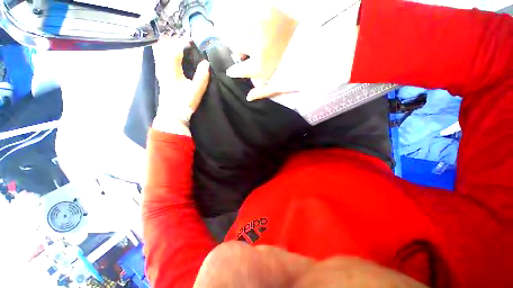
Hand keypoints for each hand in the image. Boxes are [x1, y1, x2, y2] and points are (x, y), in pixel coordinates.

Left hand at [152, 37, 209, 135]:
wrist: (172, 115)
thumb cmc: (184, 103)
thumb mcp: (196, 90)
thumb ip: (202, 76)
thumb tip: (206, 63)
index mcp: (173, 71)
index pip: (176, 51)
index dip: (182, 43)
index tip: (190, 40)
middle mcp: (164, 69)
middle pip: (164, 50)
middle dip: (171, 42)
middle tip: (179, 38)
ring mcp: (161, 74)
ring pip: (159, 55)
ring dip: (165, 47)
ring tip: (170, 42)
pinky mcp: (161, 79)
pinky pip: (159, 62)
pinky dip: (161, 55)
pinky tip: (164, 56)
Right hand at [213, 1, 360, 100]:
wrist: (320, 53)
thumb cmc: (298, 73)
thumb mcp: (279, 86)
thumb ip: (262, 92)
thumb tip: (248, 97)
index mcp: (258, 66)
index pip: (237, 69)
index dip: (233, 71)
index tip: (231, 72)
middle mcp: (256, 45)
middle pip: (234, 43)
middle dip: (236, 49)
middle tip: (241, 53)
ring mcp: (263, 26)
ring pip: (240, 24)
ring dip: (240, 31)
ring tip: (249, 38)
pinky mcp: (273, 11)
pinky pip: (255, 11)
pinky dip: (253, 17)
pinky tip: (259, 26)